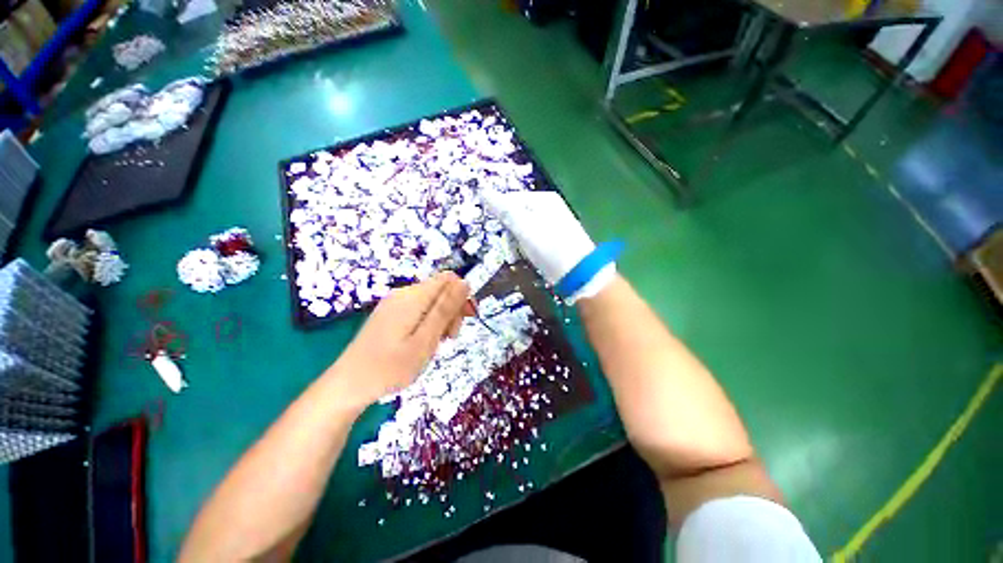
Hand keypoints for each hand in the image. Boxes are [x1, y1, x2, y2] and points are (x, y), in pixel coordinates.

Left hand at [326, 272, 471, 410]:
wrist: (348, 385)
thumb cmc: (390, 367)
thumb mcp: (425, 339)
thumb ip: (445, 309)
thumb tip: (465, 282)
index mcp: (413, 296)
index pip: (449, 279)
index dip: (462, 296)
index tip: (465, 320)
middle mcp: (403, 293)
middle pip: (440, 290)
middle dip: (452, 310)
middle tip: (449, 338)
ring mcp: (394, 303)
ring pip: (431, 301)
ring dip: (441, 319)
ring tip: (435, 344)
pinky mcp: (389, 314)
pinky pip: (418, 309)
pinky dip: (427, 323)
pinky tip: (422, 342)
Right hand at [483, 190, 615, 301]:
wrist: (576, 273)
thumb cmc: (548, 246)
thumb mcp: (523, 226)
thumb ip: (503, 209)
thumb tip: (482, 191)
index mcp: (543, 199)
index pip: (511, 199)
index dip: (501, 214)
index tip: (499, 230)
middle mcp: (549, 208)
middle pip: (517, 214)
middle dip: (510, 230)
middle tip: (511, 245)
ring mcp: (552, 224)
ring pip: (523, 229)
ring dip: (517, 241)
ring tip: (520, 253)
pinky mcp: (553, 240)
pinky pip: (532, 239)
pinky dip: (527, 247)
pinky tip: (530, 256)